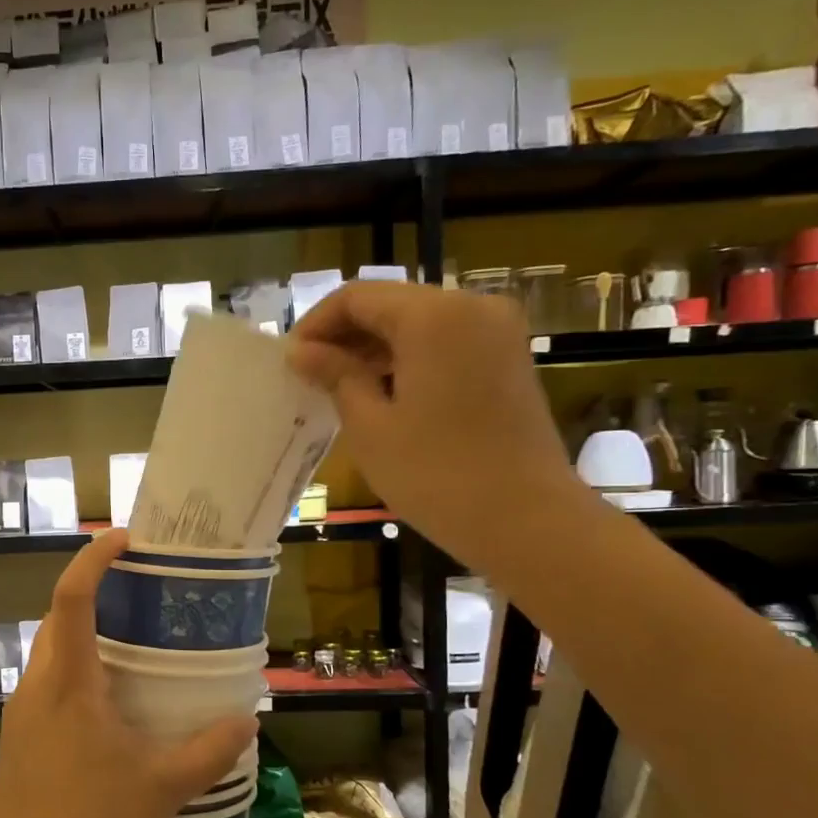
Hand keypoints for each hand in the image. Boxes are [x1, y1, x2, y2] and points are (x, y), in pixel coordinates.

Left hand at [0, 531, 257, 817]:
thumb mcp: (160, 786)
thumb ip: (208, 752)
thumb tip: (248, 722)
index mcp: (68, 678)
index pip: (72, 596)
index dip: (94, 558)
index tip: (125, 538)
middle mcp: (39, 682)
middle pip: (57, 615)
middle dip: (90, 591)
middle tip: (137, 590)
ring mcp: (24, 707)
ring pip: (49, 648)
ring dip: (81, 631)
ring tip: (129, 642)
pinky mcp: (21, 733)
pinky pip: (48, 679)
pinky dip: (75, 666)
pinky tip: (108, 702)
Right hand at [287, 282, 588, 570]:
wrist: (526, 520)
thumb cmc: (436, 474)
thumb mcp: (370, 426)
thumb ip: (335, 376)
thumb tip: (302, 352)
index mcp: (434, 316)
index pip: (357, 296)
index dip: (316, 324)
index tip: (290, 362)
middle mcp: (471, 307)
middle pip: (390, 304)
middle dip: (345, 336)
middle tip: (310, 377)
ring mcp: (497, 332)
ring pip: (417, 323)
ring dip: (374, 349)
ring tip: (339, 390)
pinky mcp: (507, 359)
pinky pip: (444, 342)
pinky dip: (407, 360)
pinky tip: (382, 395)